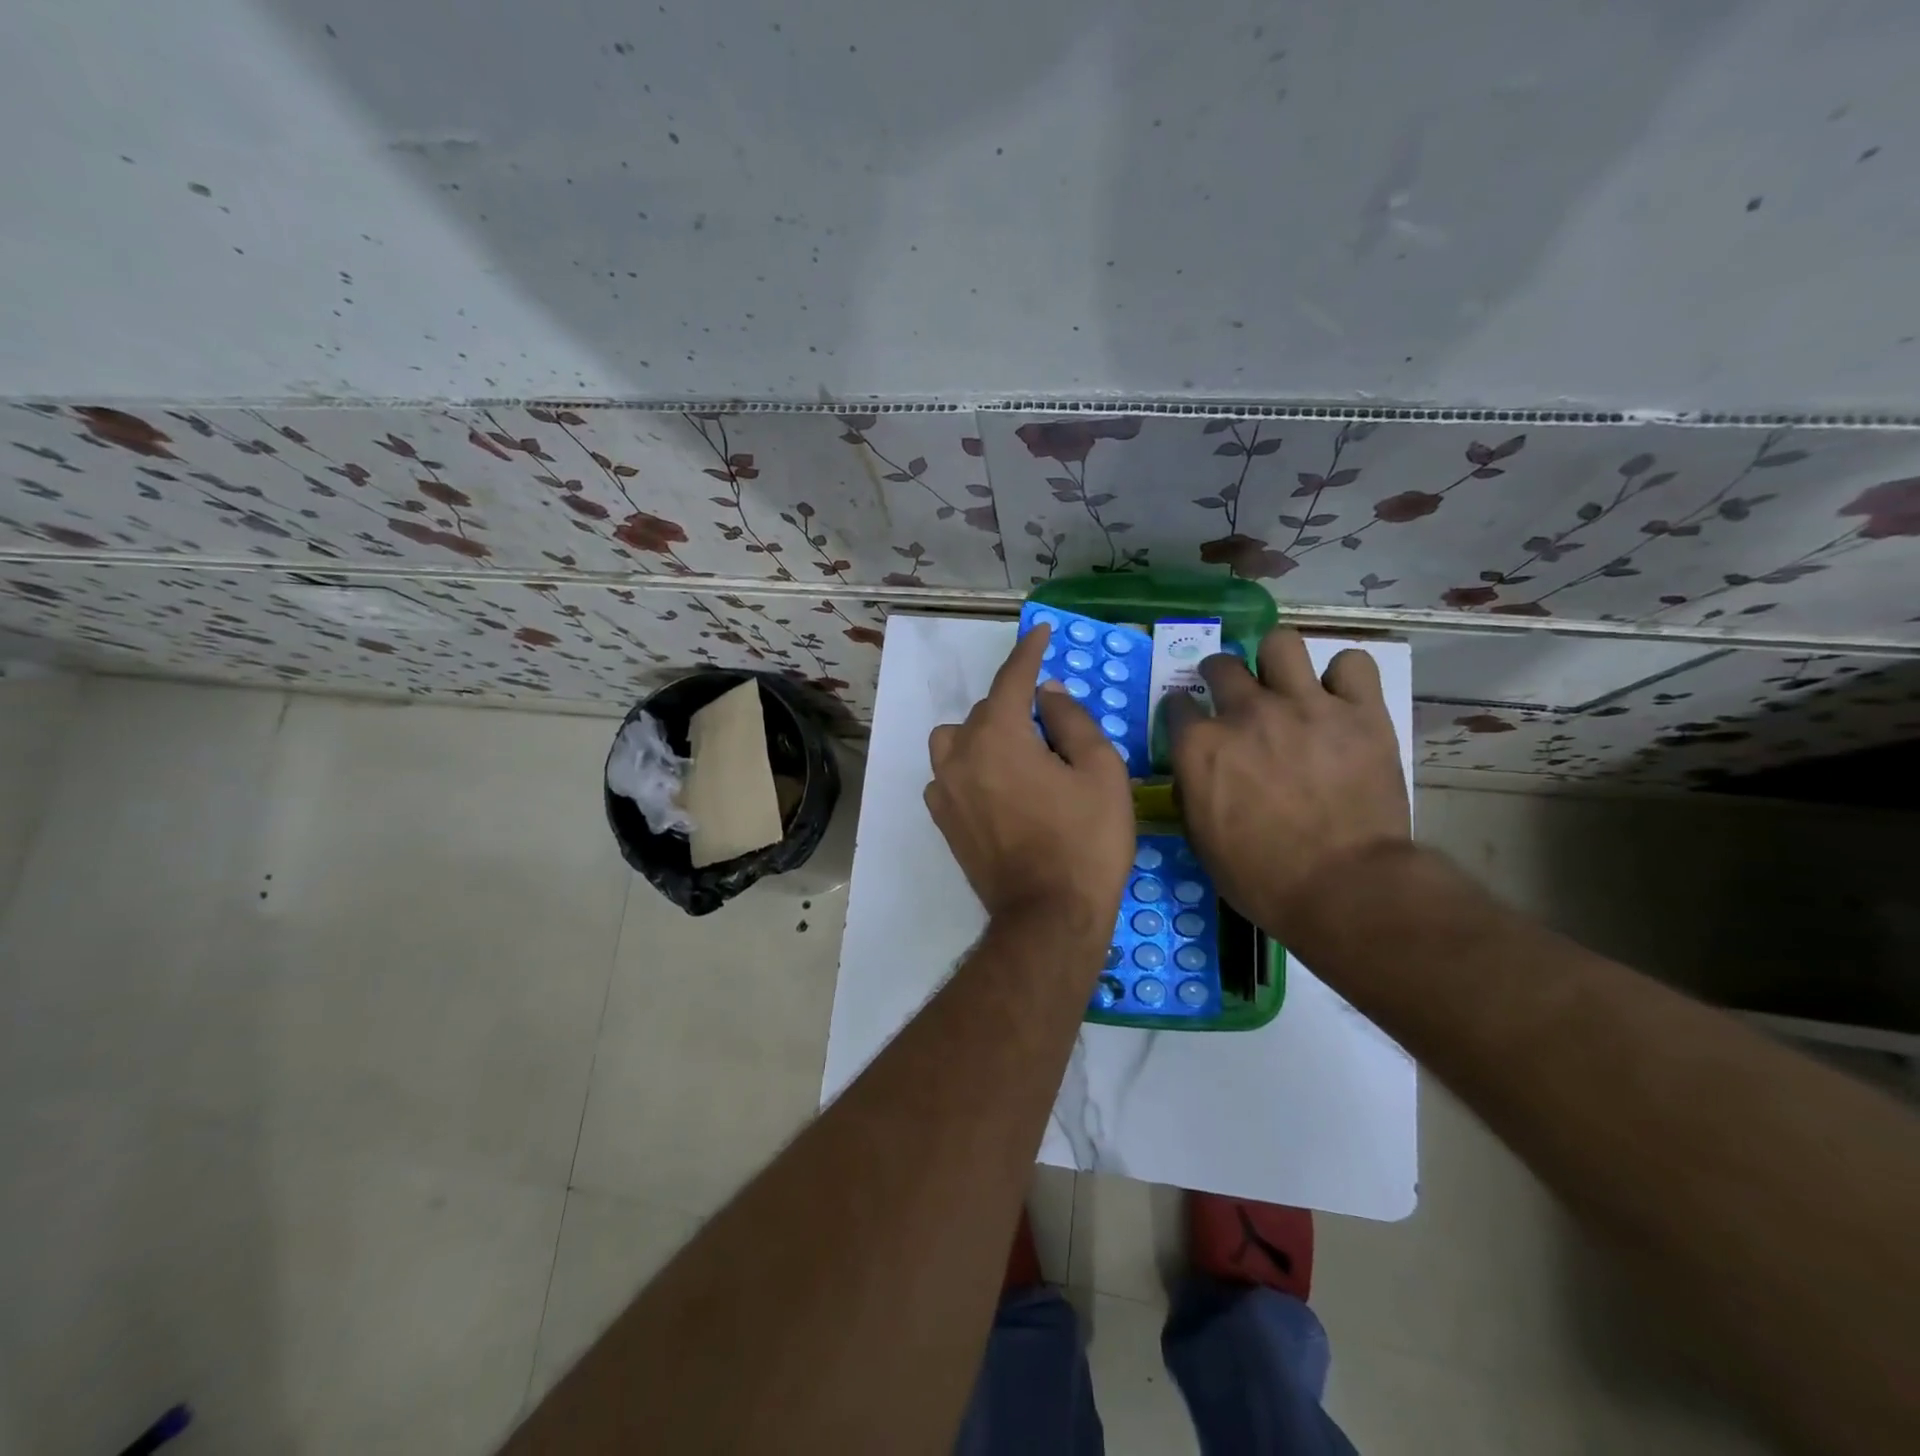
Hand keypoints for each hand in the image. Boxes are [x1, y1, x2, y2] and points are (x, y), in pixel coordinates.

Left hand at [926, 624, 1134, 938]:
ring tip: (1019, 758)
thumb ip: (1071, 721)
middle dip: (1017, 708)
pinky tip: (997, 789)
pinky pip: (949, 776)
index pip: (1012, 679)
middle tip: (1054, 731)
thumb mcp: (1100, 772)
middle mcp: (960, 755)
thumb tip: (1047, 693)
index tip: (1042, 633)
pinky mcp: (942, 820)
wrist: (1048, 917)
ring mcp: (944, 790)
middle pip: (986, 711)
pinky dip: (970, 769)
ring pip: (957, 741)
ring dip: (985, 736)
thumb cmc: (1085, 842)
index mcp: (998, 736)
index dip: (1030, 652)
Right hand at [1165, 628, 1409, 937]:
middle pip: (1222, 664)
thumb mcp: (1200, 838)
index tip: (1192, 721)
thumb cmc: (1260, 876)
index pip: (1177, 703)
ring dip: (1276, 661)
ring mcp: (1305, 706)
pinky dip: (1345, 677)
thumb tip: (1194, 768)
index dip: (1183, 711)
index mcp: (1201, 745)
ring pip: (1281, 643)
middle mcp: (1246, 712)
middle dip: (1220, 675)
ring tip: (1286, 683)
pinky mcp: (1360, 712)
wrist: (1343, 888)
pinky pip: (1353, 664)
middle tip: (1235, 696)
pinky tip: (1341, 698)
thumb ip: (1190, 789)